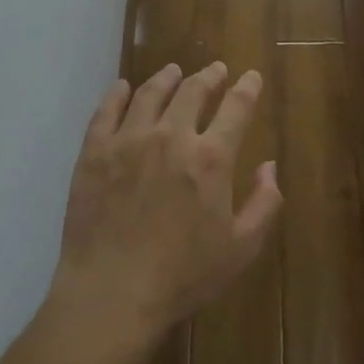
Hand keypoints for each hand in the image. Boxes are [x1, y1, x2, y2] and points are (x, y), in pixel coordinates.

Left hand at [52, 62, 282, 338]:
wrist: (112, 294)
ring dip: (167, 78)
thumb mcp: (241, 249)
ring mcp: (129, 139)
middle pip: (193, 90)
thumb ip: (263, 204)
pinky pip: (107, 110)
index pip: (236, 107)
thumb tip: (269, 166)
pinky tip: (123, 88)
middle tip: (215, 70)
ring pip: (150, 93)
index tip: (251, 76)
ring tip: (173, 72)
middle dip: (209, 76)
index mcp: (211, 157)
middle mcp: (171, 136)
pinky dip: (118, 93)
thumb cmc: (182, 276)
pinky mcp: (94, 151)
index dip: (247, 88)